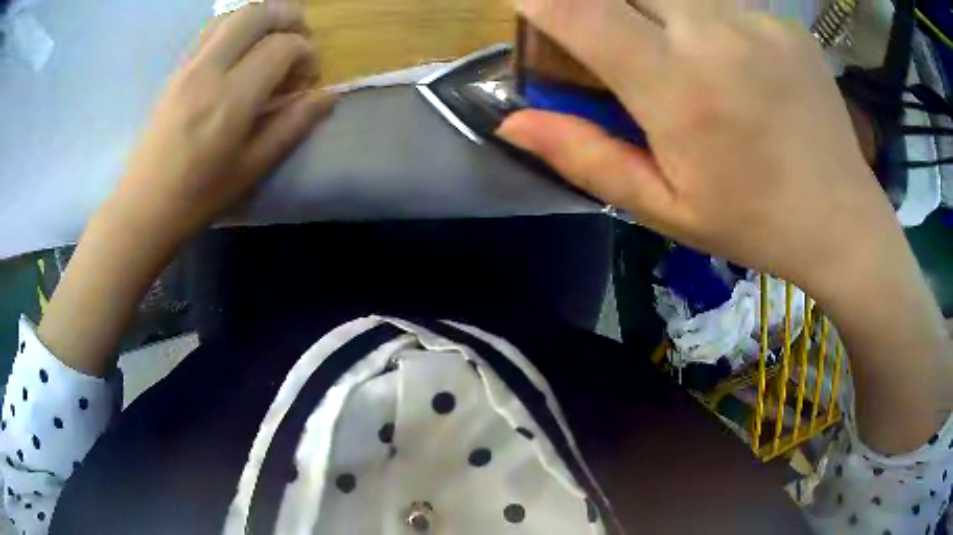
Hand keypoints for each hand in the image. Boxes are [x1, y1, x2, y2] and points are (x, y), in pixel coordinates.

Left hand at [105, 2, 334, 246]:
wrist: (144, 206)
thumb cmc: (198, 196)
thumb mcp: (251, 169)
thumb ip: (292, 126)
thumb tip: (328, 96)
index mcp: (231, 99)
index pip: (282, 47)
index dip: (306, 53)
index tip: (308, 76)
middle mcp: (209, 70)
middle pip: (257, 15)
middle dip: (288, 17)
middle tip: (301, 38)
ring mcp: (188, 66)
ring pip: (232, 15)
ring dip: (261, 17)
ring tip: (272, 38)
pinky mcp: (175, 70)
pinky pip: (210, 30)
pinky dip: (235, 27)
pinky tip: (240, 50)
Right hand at [499, 0, 896, 295]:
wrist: (841, 220)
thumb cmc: (752, 223)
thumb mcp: (663, 207)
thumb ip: (584, 156)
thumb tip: (512, 121)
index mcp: (676, 86)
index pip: (579, 8)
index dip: (542, 0)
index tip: (533, 8)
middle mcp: (713, 33)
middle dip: (602, 2)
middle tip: (616, 42)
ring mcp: (756, 20)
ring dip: (657, 10)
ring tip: (682, 59)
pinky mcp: (785, 22)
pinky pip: (725, 2)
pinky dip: (709, 20)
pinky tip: (735, 63)